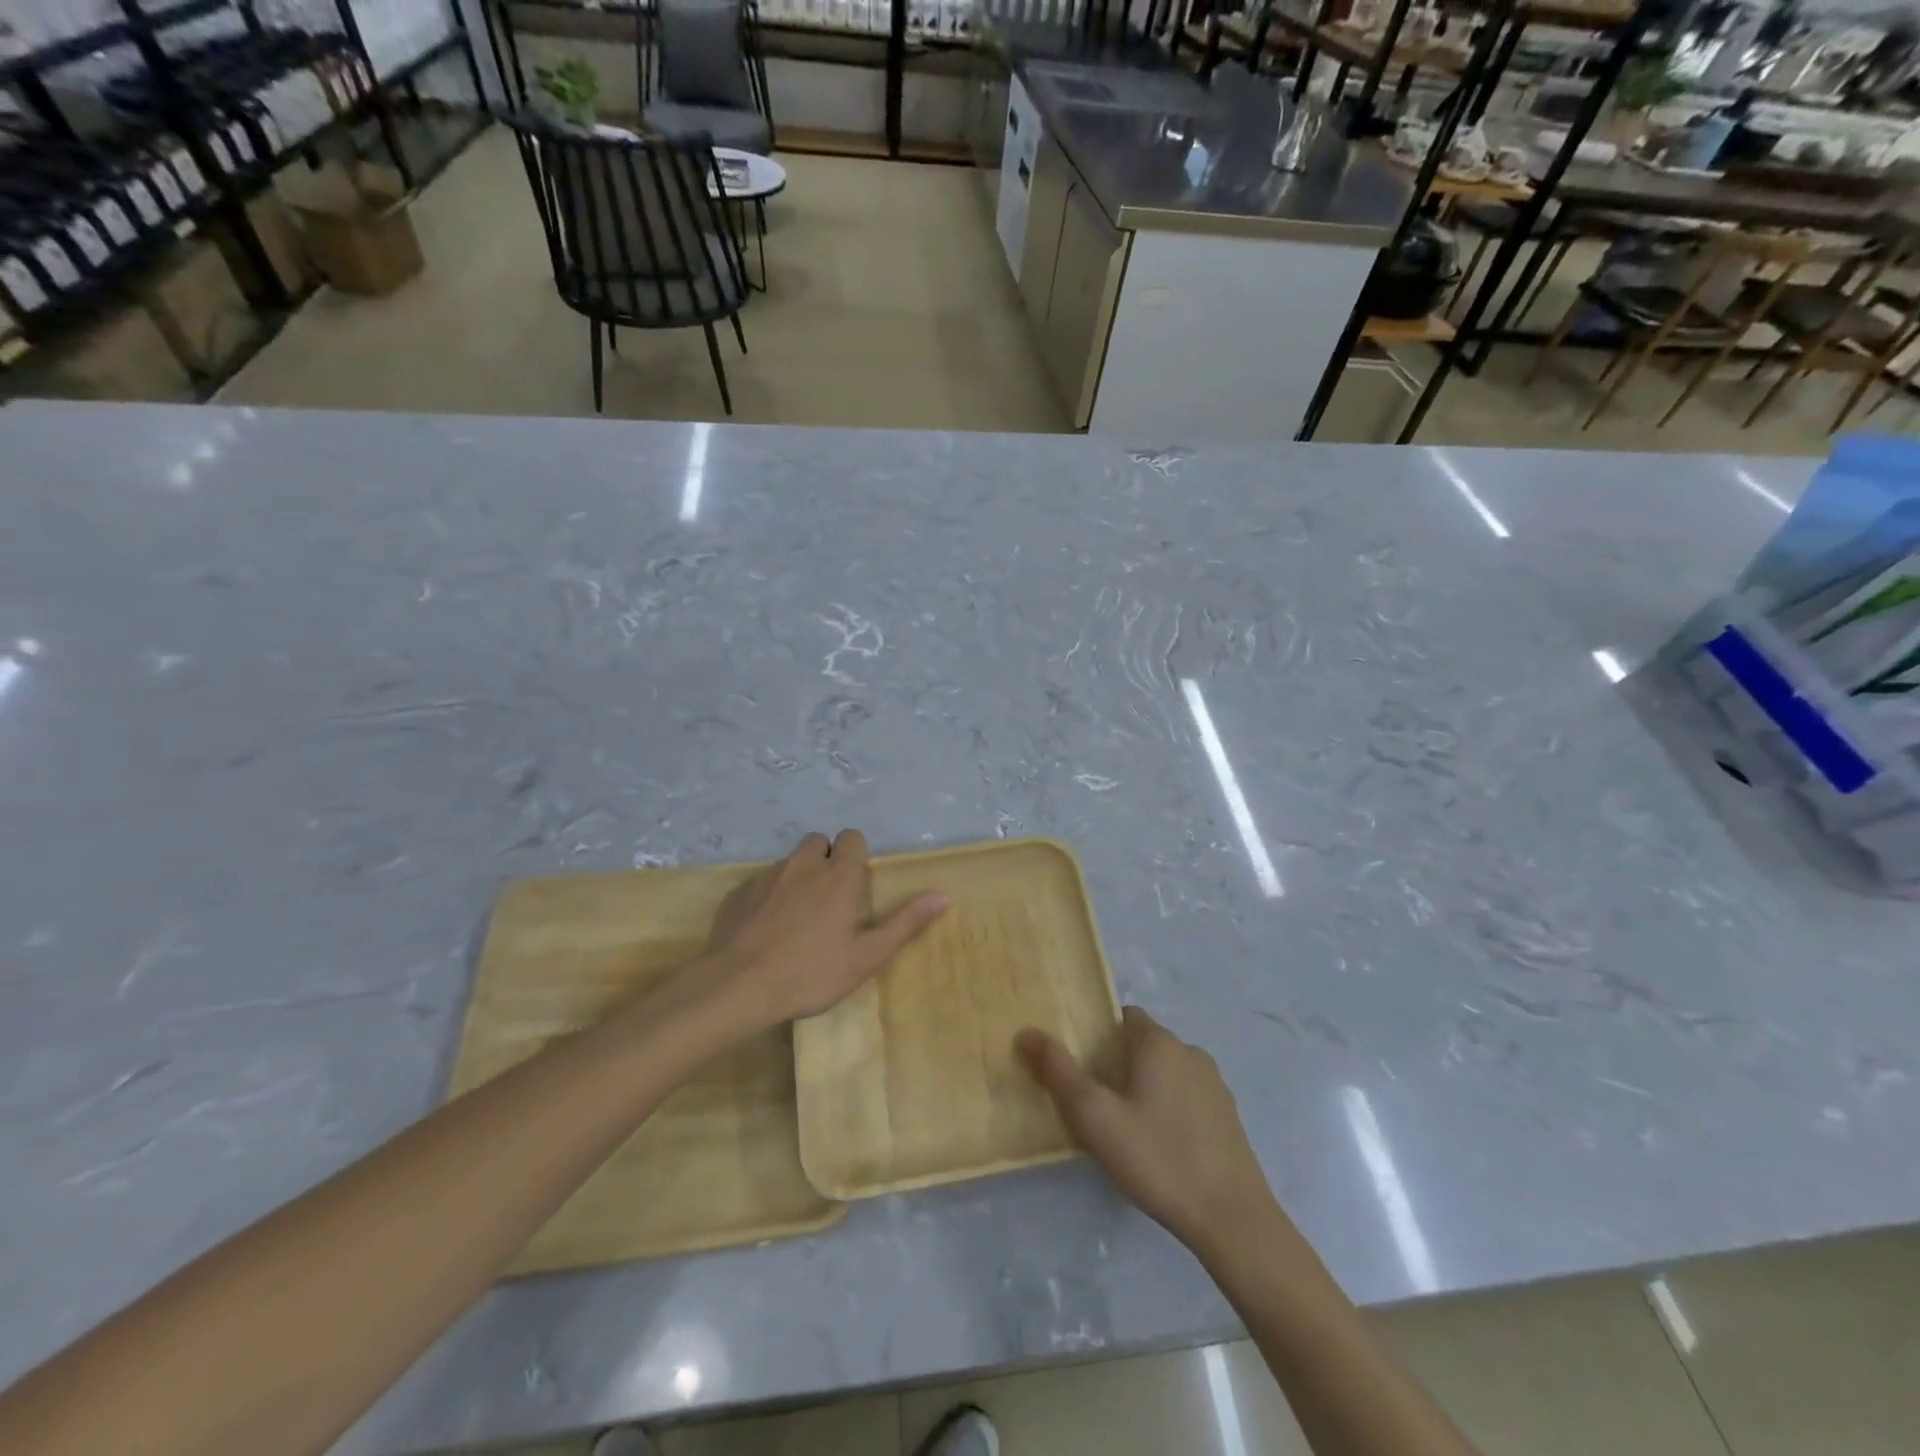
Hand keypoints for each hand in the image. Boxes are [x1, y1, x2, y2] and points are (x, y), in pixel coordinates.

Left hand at [702, 829, 947, 1029]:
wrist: (738, 986)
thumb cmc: (812, 972)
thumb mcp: (866, 956)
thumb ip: (905, 922)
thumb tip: (943, 895)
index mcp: (839, 876)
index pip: (852, 837)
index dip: (855, 855)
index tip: (855, 885)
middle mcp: (804, 865)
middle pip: (818, 842)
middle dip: (825, 860)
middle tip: (828, 899)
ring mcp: (767, 876)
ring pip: (788, 862)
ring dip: (797, 877)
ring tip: (796, 916)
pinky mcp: (739, 892)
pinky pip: (760, 882)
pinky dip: (767, 896)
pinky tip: (764, 929)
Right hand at [1017, 1007, 1277, 1259]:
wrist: (1233, 1220)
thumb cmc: (1158, 1159)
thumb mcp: (1096, 1117)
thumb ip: (1059, 1072)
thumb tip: (1027, 1033)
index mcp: (1159, 1043)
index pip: (1123, 1017)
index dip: (1098, 1034)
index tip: (1081, 1066)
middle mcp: (1190, 1052)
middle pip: (1143, 1044)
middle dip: (1117, 1064)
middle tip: (1095, 1103)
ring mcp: (1214, 1085)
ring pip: (1166, 1071)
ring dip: (1144, 1088)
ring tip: (1123, 1128)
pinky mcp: (1228, 1117)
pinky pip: (1187, 1097)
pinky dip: (1169, 1109)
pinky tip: (1158, 1147)